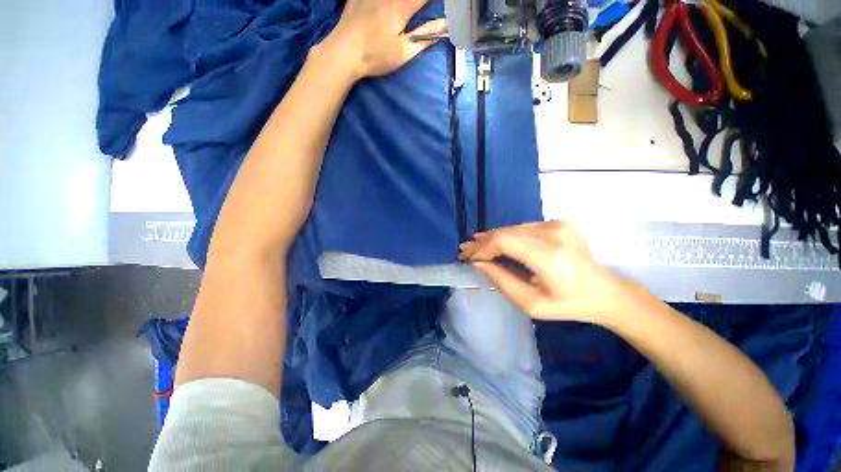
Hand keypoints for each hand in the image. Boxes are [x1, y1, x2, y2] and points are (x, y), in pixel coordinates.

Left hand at [323, 0, 445, 77]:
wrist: (343, 53)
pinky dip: (383, 0)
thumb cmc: (376, 56)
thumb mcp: (404, 52)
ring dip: (403, 1)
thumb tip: (445, 25)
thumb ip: (425, 37)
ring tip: (406, 7)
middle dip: (419, 0)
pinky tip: (384, 6)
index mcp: (401, 6)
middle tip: (421, 7)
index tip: (448, 4)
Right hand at [459, 221, 638, 323]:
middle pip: (506, 232)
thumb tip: (479, 263)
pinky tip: (495, 239)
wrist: (605, 292)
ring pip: (512, 228)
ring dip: (492, 237)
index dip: (482, 248)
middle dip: (482, 242)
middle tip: (464, 249)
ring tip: (475, 245)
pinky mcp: (558, 223)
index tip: (466, 256)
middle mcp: (553, 234)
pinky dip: (506, 235)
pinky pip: (523, 228)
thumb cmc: (568, 305)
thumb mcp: (531, 303)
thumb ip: (502, 280)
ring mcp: (557, 225)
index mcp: (549, 256)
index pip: (504, 241)